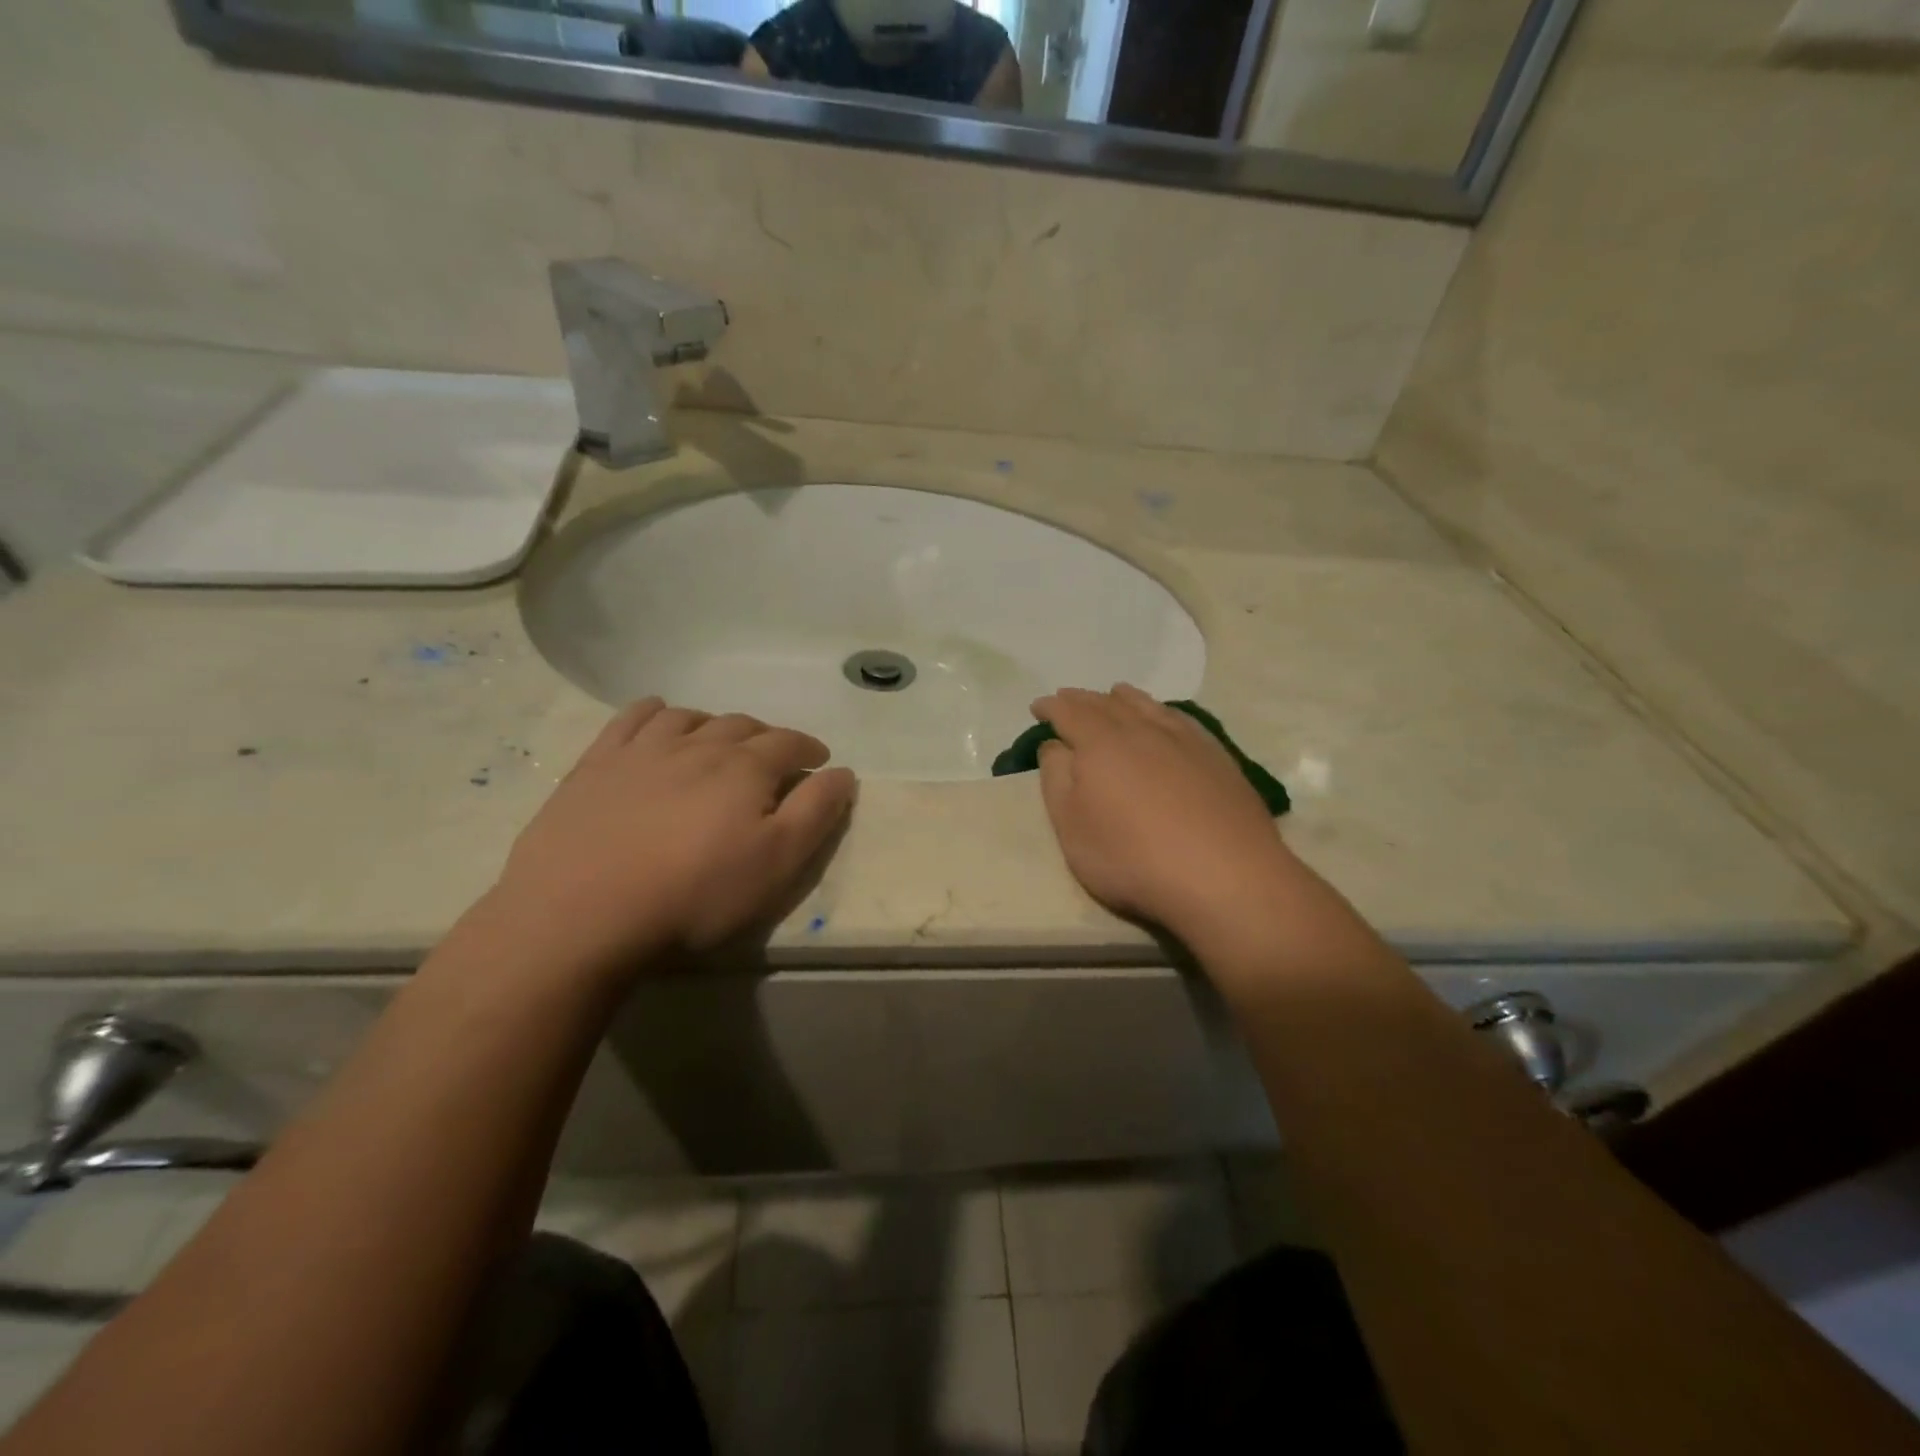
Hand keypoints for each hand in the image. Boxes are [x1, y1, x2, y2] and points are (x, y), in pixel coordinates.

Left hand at [493, 700, 855, 973]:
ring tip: (719, 740)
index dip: (809, 748)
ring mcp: (643, 750)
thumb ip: (816, 812)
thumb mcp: (777, 862)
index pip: (788, 743)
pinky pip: (632, 718)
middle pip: (741, 726)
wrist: (583, 911)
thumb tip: (844, 772)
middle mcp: (698, 745)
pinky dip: (654, 711)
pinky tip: (658, 718)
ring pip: (689, 718)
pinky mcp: (597, 764)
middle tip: (772, 757)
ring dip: (713, 723)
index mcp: (745, 768)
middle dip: (765, 736)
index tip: (819, 758)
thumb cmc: (695, 892)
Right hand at [1031, 685, 1290, 945]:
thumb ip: (1056, 779)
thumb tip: (1055, 745)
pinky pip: (1180, 718)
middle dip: (1082, 699)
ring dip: (1123, 698)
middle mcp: (1142, 729)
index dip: (1051, 707)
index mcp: (1100, 743)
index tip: (1038, 708)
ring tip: (1114, 695)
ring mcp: (1184, 740)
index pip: (1069, 712)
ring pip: (1147, 705)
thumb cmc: (1132, 857)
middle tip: (1068, 698)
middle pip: (1106, 703)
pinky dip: (1161, 710)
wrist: (1224, 876)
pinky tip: (1164, 718)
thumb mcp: (1071, 827)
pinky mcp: (1217, 756)